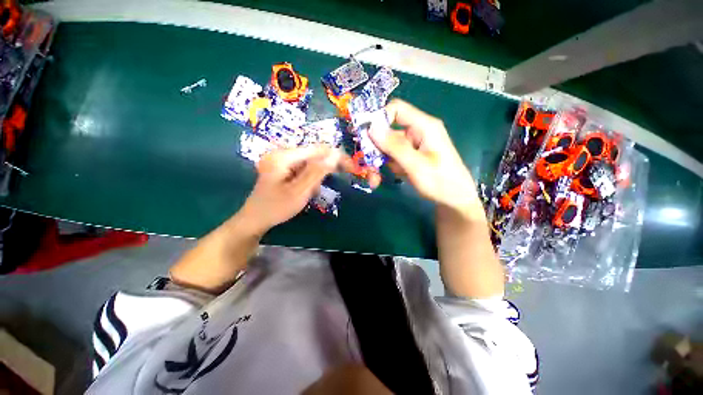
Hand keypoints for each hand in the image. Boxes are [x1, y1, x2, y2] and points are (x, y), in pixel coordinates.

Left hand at [239, 146, 346, 234]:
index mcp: (284, 156)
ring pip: (310, 160)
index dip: (337, 156)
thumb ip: (317, 172)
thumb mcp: (299, 191)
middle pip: (314, 153)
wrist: (255, 219)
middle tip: (345, 174)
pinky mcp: (283, 166)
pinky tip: (310, 187)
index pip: (317, 149)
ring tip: (317, 189)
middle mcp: (282, 152)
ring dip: (320, 172)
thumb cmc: (276, 208)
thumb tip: (336, 154)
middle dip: (329, 164)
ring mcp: (281, 159)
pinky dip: (312, 176)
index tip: (352, 167)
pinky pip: (303, 166)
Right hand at [370, 99, 479, 216]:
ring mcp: (413, 145)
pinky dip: (386, 167)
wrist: (454, 200)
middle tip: (367, 167)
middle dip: (375, 150)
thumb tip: (371, 128)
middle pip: (388, 132)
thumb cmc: (440, 181)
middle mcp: (417, 132)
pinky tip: (385, 178)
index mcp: (424, 126)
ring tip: (374, 179)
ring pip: (387, 147)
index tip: (365, 136)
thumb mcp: (416, 165)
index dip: (379, 119)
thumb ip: (394, 146)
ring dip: (378, 162)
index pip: (397, 109)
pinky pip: (392, 157)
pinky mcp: (410, 156)